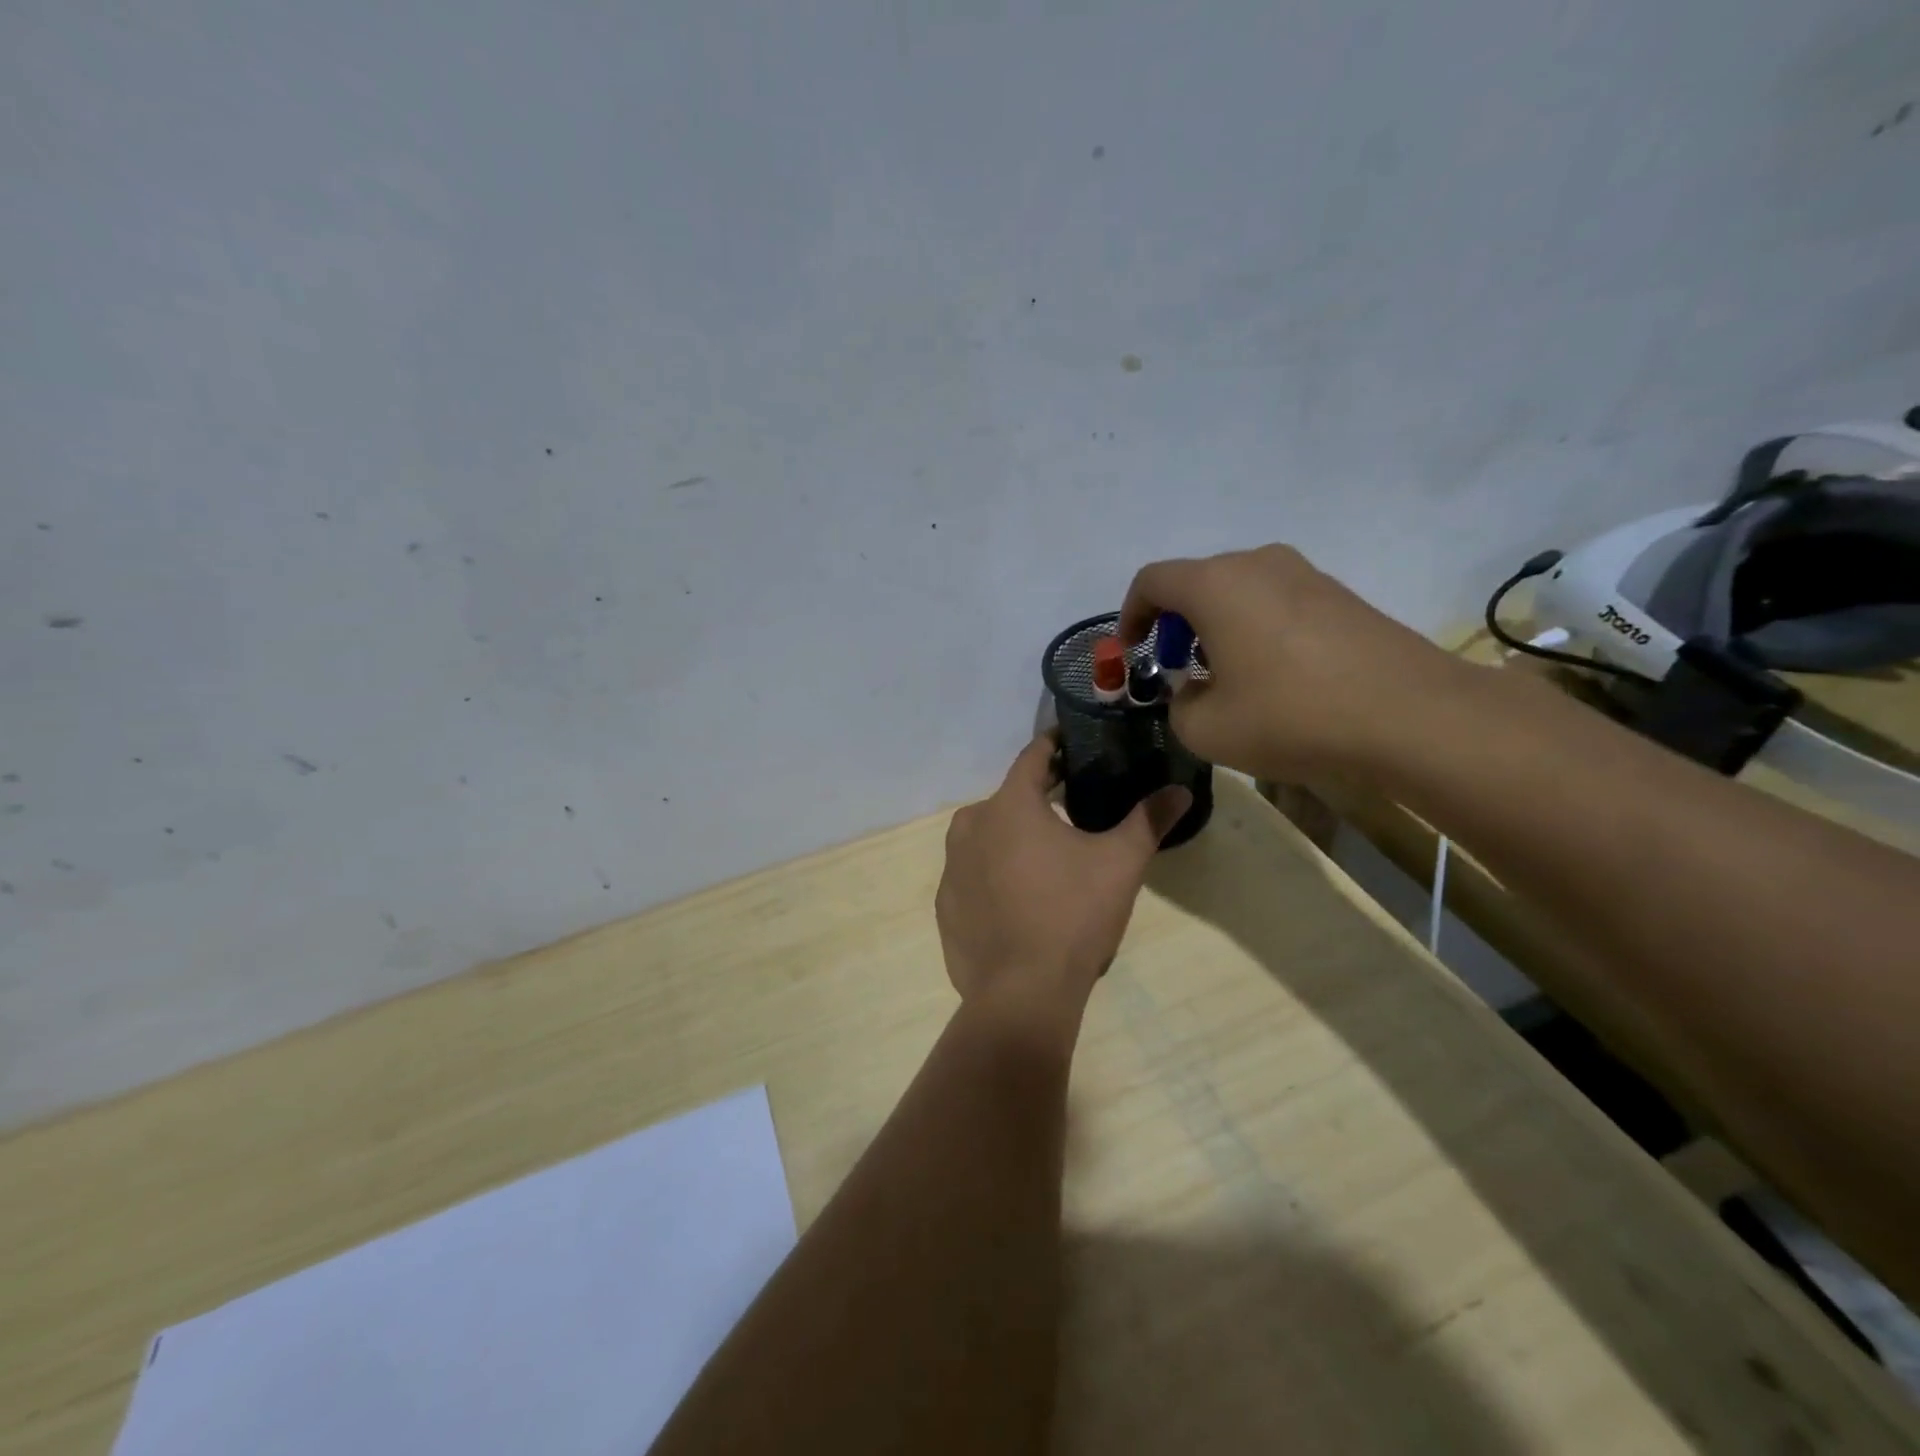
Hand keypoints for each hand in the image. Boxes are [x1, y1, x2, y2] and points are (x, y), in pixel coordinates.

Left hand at [936, 736, 1190, 1042]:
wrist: (1022, 994)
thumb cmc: (1073, 916)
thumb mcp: (1120, 864)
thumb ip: (1148, 820)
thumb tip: (1180, 790)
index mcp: (1008, 805)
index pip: (1033, 757)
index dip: (1055, 746)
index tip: (1073, 743)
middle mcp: (970, 826)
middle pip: (1009, 799)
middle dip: (1039, 799)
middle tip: (1072, 808)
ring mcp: (950, 867)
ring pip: (988, 836)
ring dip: (1014, 838)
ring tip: (1048, 859)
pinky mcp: (945, 904)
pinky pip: (974, 875)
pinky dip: (995, 876)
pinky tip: (1020, 900)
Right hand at [1119, 544, 1466, 781]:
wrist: (1411, 715)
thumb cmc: (1291, 716)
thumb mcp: (1207, 729)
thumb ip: (1178, 707)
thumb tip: (1193, 692)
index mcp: (1215, 585)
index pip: (1151, 581)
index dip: (1130, 614)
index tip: (1132, 651)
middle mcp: (1257, 564)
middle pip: (1196, 583)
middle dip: (1176, 626)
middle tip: (1180, 671)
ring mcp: (1305, 574)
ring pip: (1238, 592)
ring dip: (1217, 628)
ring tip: (1226, 678)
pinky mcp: (1340, 594)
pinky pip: (1276, 602)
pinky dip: (1256, 630)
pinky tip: (1274, 677)